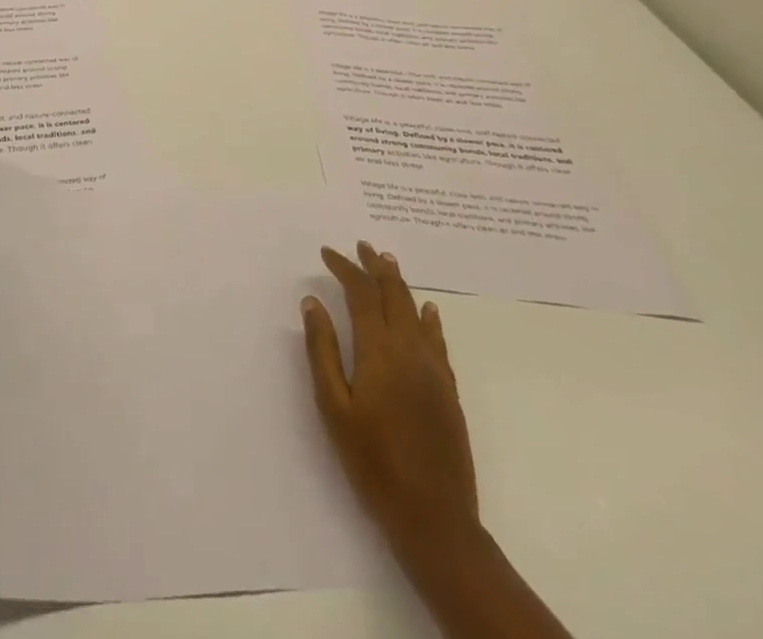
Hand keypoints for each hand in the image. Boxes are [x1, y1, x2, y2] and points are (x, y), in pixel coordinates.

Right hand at [303, 242, 478, 557]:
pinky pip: (438, 340)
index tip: (327, 252)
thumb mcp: (333, 407)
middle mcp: (410, 350)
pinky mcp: (449, 390)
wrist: (434, 518)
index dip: (344, 268)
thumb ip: (322, 351)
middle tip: (361, 245)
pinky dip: (429, 318)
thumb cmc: (372, 462)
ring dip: (400, 284)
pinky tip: (429, 310)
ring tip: (388, 263)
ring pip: (416, 311)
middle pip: (393, 295)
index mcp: (379, 351)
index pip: (361, 294)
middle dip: (375, 267)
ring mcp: (434, 370)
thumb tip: (313, 302)